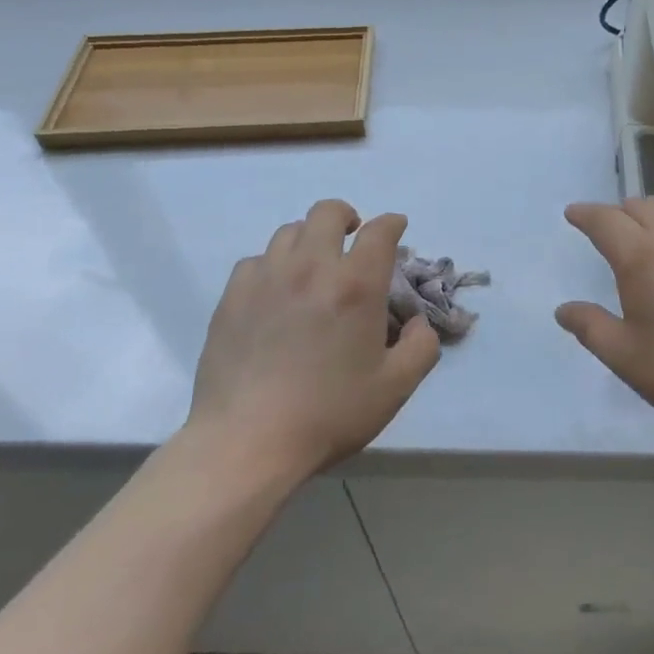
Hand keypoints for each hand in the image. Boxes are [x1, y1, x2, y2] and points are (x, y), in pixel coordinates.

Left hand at [186, 200, 439, 479]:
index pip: (379, 231)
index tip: (396, 229)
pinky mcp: (232, 297)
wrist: (247, 442)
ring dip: (310, 239)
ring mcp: (266, 278)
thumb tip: (417, 323)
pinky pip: (256, 260)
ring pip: (289, 231)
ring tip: (313, 265)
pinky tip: (276, 291)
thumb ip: (421, 347)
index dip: (392, 223)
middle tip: (352, 239)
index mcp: (356, 285)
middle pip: (328, 212)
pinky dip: (274, 265)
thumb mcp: (396, 387)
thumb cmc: (329, 413)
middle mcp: (311, 268)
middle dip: (347, 217)